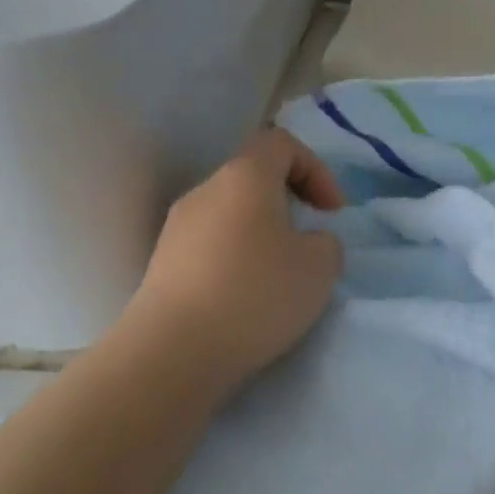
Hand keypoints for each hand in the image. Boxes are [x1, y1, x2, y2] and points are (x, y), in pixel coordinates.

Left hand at [129, 128, 345, 393]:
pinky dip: (234, 261)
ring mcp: (176, 228)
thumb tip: (307, 243)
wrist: (175, 350)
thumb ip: (326, 244)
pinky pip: (209, 247)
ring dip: (260, 236)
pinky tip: (244, 299)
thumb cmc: (256, 294)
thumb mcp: (320, 268)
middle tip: (308, 244)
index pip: (280, 143)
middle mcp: (204, 191)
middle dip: (287, 205)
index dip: (315, 169)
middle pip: (252, 180)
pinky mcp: (162, 264)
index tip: (332, 213)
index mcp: (244, 177)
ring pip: (230, 215)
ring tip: (277, 278)